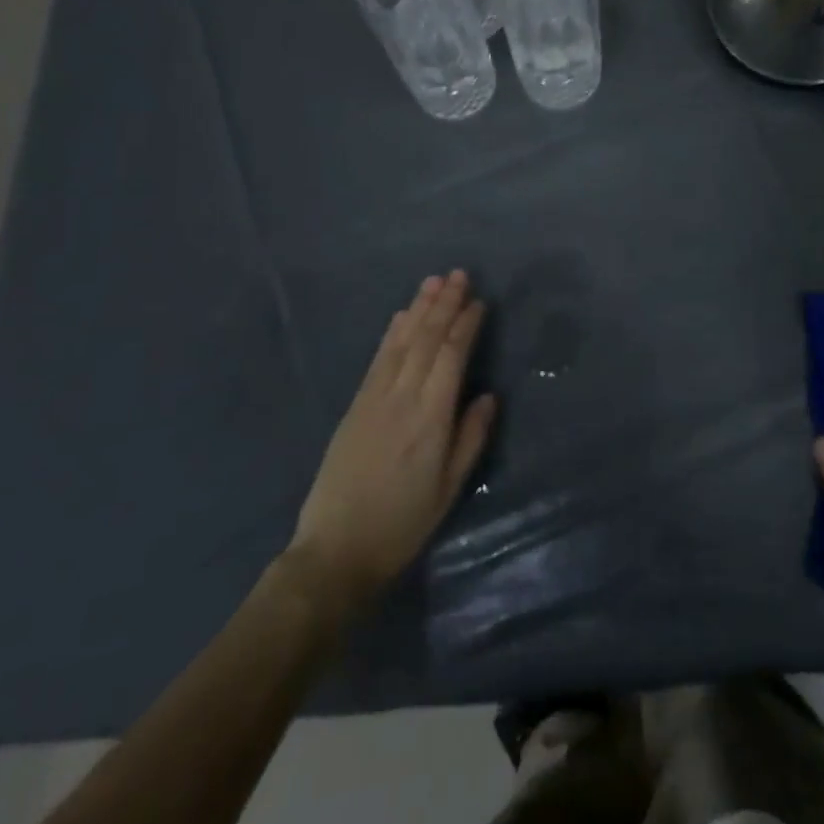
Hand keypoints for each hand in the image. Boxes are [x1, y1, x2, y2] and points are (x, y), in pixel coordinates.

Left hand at [290, 271, 496, 607]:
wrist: (335, 549)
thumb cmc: (402, 524)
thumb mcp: (448, 489)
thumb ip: (470, 439)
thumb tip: (488, 396)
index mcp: (431, 418)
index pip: (451, 356)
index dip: (466, 325)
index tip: (479, 302)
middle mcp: (403, 398)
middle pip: (427, 339)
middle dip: (444, 304)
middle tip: (459, 274)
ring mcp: (375, 398)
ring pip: (401, 342)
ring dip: (419, 308)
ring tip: (434, 281)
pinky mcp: (356, 404)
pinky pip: (378, 358)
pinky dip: (392, 332)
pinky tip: (401, 315)